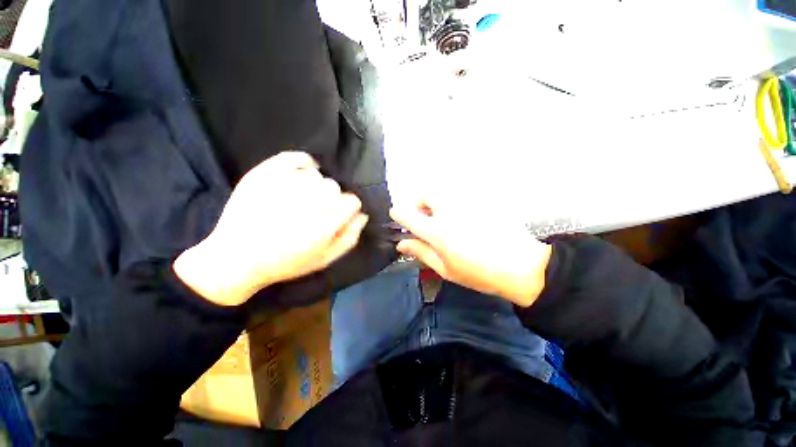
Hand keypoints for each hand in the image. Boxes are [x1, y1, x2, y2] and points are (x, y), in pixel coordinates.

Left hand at [174, 151, 367, 305]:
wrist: (237, 258)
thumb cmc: (286, 263)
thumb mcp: (325, 259)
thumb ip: (349, 238)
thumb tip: (362, 215)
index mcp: (322, 227)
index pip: (351, 201)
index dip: (349, 207)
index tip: (341, 212)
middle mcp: (305, 205)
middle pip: (334, 187)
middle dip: (332, 197)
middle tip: (319, 208)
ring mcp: (282, 188)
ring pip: (316, 175)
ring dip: (315, 185)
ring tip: (304, 197)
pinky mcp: (263, 176)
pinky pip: (295, 158)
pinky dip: (303, 163)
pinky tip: (302, 174)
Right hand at [390, 199, 551, 306]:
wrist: (521, 266)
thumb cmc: (478, 273)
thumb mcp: (445, 269)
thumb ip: (421, 252)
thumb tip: (401, 244)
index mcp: (438, 232)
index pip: (409, 216)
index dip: (399, 213)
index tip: (396, 215)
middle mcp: (449, 212)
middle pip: (425, 194)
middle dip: (418, 203)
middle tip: (423, 217)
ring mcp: (466, 203)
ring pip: (442, 192)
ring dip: (435, 201)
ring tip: (442, 218)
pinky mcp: (481, 200)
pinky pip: (459, 194)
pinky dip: (452, 202)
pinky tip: (461, 217)